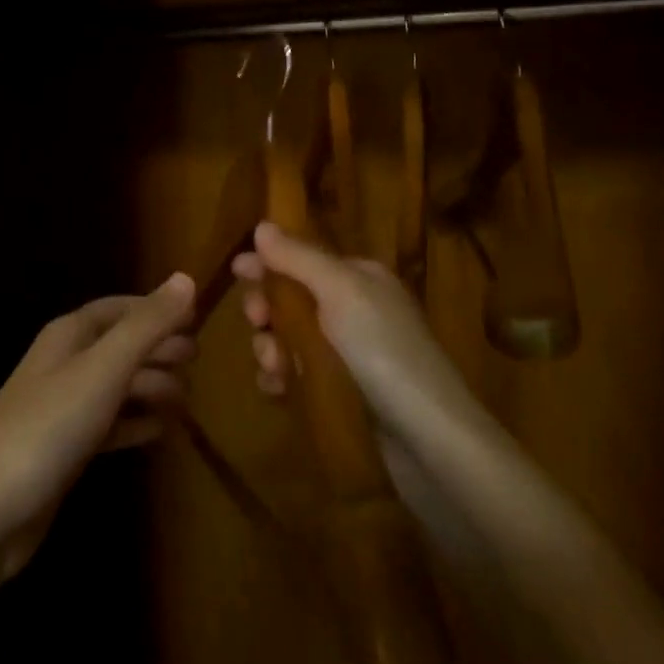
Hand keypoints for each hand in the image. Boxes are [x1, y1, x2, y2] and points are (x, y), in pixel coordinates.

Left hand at [0, 274, 196, 580]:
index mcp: (69, 335)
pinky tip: (160, 432)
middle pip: (121, 345)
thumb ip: (147, 325)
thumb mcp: (103, 369)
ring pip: (118, 385)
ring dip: (152, 387)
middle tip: (196, 363)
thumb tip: (186, 278)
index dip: (157, 310)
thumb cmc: (48, 427)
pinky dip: (135, 423)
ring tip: (185, 402)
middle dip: (159, 349)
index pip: (120, 308)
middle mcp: (65, 363)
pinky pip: (110, 424)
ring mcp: (63, 408)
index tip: (197, 322)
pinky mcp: (65, 448)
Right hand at [233, 224, 506, 556]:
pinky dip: (281, 378)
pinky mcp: (343, 394)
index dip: (271, 262)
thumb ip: (300, 258)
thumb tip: (262, 226)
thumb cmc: (383, 350)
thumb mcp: (342, 291)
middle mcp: (355, 311)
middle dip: (267, 308)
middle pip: (293, 299)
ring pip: (290, 340)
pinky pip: (298, 376)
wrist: (427, 436)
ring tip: (273, 366)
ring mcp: (350, 355)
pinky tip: (276, 389)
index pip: (305, 259)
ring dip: (270, 347)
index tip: (236, 270)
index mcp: (360, 279)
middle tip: (257, 322)